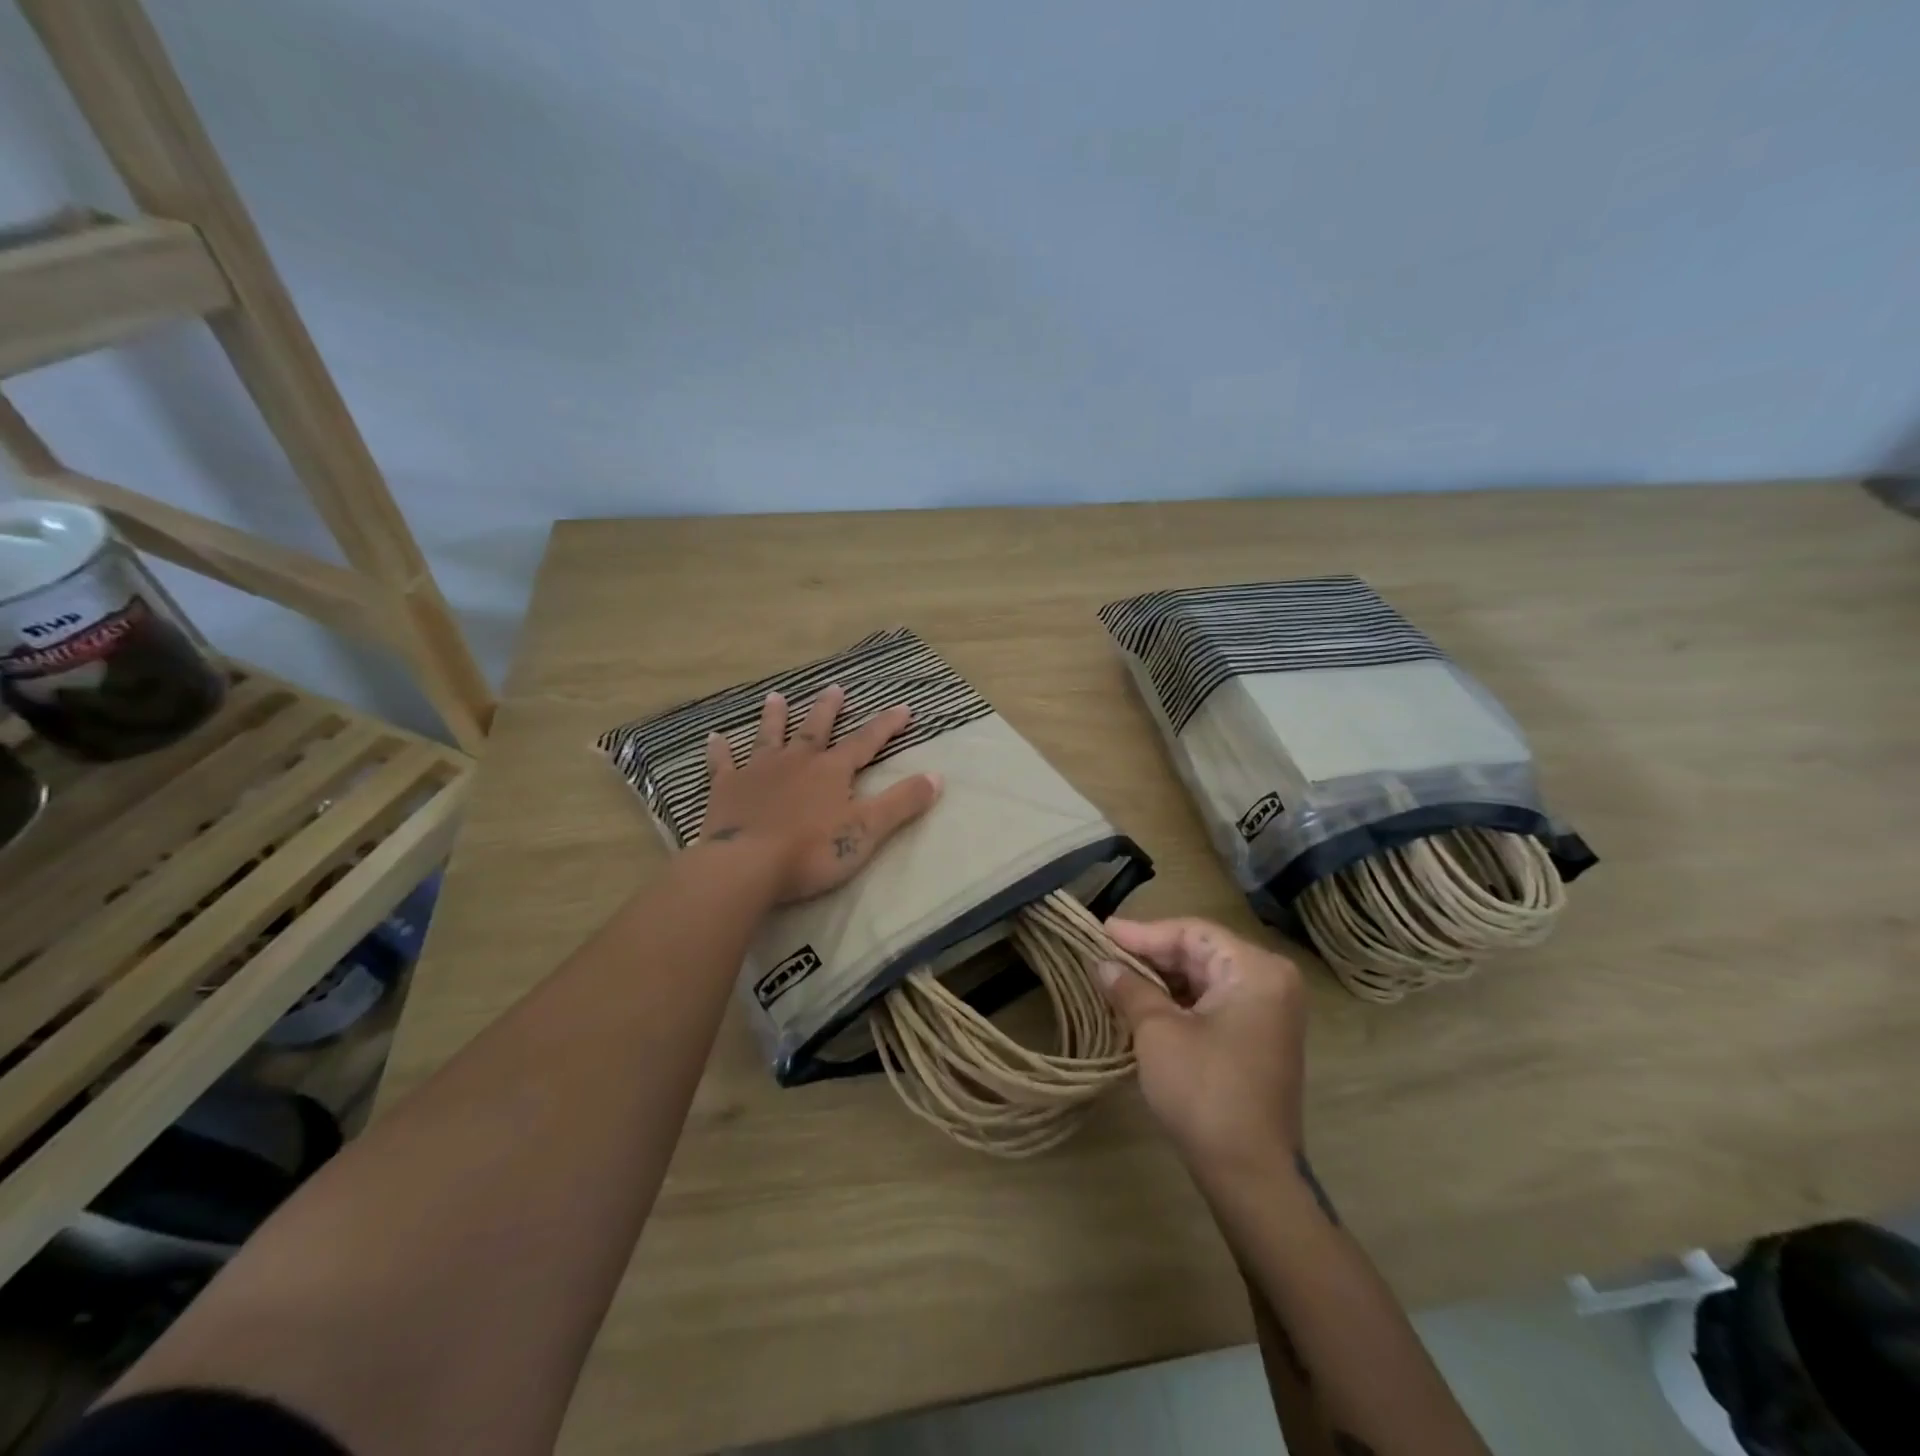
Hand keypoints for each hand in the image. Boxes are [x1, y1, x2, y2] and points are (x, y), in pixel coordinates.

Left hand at [699, 685, 942, 903]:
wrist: (747, 865)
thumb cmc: (812, 850)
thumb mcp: (867, 830)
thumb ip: (902, 803)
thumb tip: (937, 776)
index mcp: (832, 771)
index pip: (865, 742)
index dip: (886, 725)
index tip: (903, 708)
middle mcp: (796, 762)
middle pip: (815, 729)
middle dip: (828, 709)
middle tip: (834, 688)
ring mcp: (758, 772)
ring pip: (769, 736)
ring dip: (774, 717)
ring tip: (776, 697)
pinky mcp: (726, 789)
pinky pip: (723, 764)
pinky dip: (720, 751)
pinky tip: (714, 738)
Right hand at [1097, 918, 1306, 1184]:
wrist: (1250, 1174)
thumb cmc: (1204, 1091)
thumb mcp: (1157, 1032)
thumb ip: (1130, 988)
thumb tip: (1103, 964)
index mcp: (1255, 970)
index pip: (1191, 933)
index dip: (1143, 932)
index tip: (1102, 932)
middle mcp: (1271, 981)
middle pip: (1201, 952)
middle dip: (1151, 954)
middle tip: (1105, 952)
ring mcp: (1270, 1011)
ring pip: (1205, 977)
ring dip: (1162, 978)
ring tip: (1116, 975)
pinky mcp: (1260, 1038)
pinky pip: (1215, 1002)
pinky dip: (1179, 1000)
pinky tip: (1144, 1001)